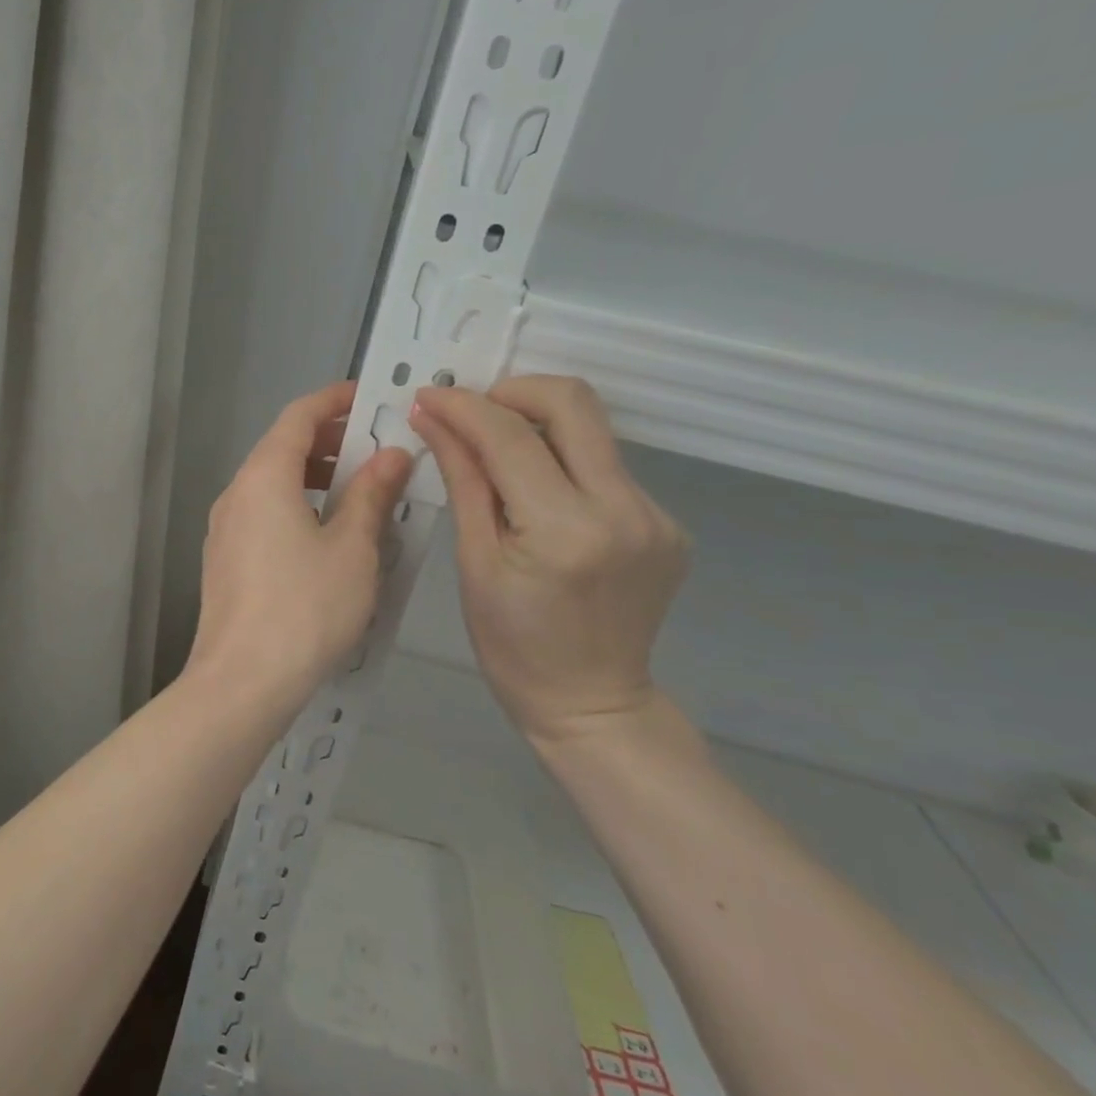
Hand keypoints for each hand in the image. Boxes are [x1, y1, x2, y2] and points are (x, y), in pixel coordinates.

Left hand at [190, 382, 412, 705]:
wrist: (241, 682)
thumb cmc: (305, 608)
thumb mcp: (352, 548)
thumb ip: (372, 495)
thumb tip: (392, 455)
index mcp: (264, 477)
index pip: (299, 416)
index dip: (334, 400)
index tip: (370, 398)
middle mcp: (237, 493)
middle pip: (283, 448)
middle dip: (330, 441)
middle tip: (376, 450)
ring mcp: (224, 528)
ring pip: (272, 483)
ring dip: (315, 477)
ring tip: (361, 492)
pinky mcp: (224, 559)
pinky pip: (263, 513)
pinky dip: (297, 505)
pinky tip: (328, 535)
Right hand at [409, 376, 688, 743]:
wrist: (591, 704)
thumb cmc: (513, 645)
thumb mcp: (474, 562)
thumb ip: (463, 480)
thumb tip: (433, 419)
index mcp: (565, 530)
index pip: (511, 437)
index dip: (464, 407)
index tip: (429, 396)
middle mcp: (624, 511)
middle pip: (574, 404)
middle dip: (514, 391)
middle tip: (473, 411)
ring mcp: (656, 516)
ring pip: (593, 432)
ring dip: (538, 425)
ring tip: (496, 453)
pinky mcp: (667, 523)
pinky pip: (606, 468)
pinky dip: (564, 464)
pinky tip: (539, 495)